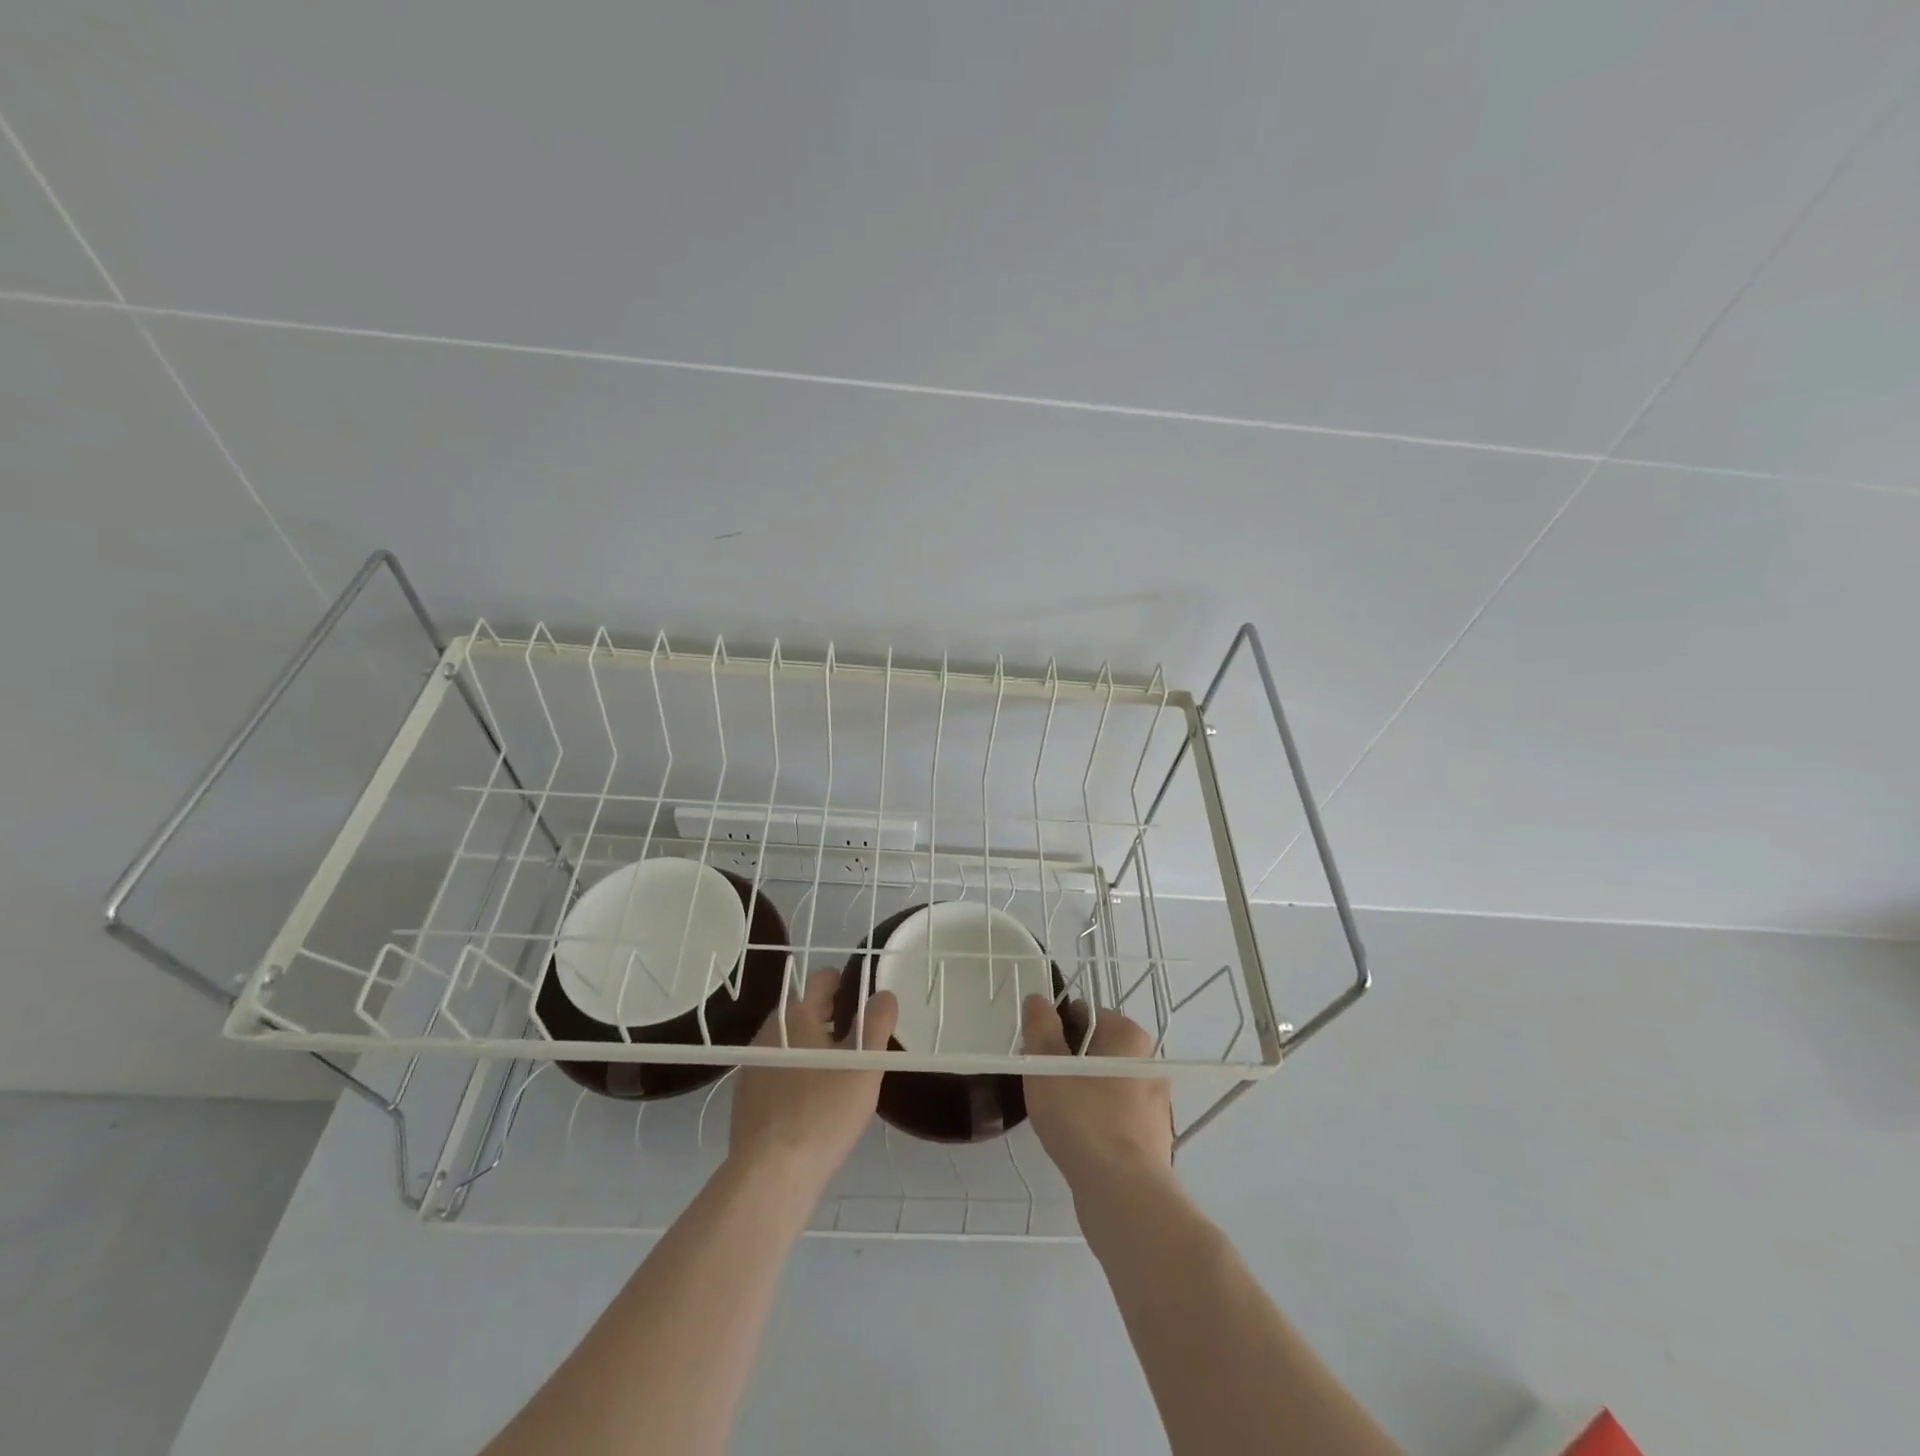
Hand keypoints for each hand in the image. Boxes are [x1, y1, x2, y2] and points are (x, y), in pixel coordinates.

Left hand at [728, 969, 896, 1196]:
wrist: (770, 1175)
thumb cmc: (823, 1112)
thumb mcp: (864, 1066)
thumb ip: (877, 1024)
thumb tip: (883, 994)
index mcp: (796, 1015)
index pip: (822, 979)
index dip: (845, 984)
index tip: (864, 1004)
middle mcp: (769, 1031)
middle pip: (804, 1009)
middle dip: (831, 1016)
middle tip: (858, 1040)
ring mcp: (753, 1064)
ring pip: (789, 1040)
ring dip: (812, 1045)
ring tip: (838, 1071)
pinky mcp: (744, 1096)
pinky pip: (776, 1069)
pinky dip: (795, 1072)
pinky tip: (811, 1100)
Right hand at [1021, 996, 1173, 1197]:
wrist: (1124, 1194)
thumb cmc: (1083, 1119)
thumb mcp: (1047, 1065)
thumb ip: (1040, 1027)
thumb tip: (1038, 999)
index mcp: (1129, 1035)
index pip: (1085, 1014)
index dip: (1056, 1030)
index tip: (1038, 1056)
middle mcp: (1148, 1062)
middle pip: (1096, 1048)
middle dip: (1067, 1062)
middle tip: (1043, 1085)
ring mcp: (1155, 1102)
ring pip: (1104, 1083)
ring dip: (1080, 1092)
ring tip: (1056, 1116)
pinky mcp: (1152, 1137)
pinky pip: (1115, 1115)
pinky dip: (1095, 1120)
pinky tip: (1077, 1140)